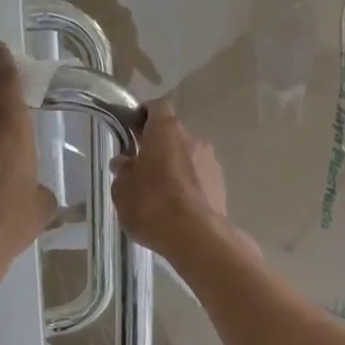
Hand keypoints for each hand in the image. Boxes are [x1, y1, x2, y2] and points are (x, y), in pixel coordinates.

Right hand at [111, 103, 230, 261]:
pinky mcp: (221, 185)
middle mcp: (193, 138)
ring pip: (187, 156)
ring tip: (158, 193)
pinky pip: (199, 177)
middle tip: (140, 167)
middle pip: (172, 133)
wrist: (196, 237)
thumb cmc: (152, 204)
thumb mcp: (122, 188)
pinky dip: (187, 185)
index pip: (157, 107)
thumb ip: (123, 170)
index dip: (143, 115)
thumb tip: (125, 162)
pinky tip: (176, 207)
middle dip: (157, 146)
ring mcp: (211, 161)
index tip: (131, 130)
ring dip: (173, 167)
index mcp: (166, 130)